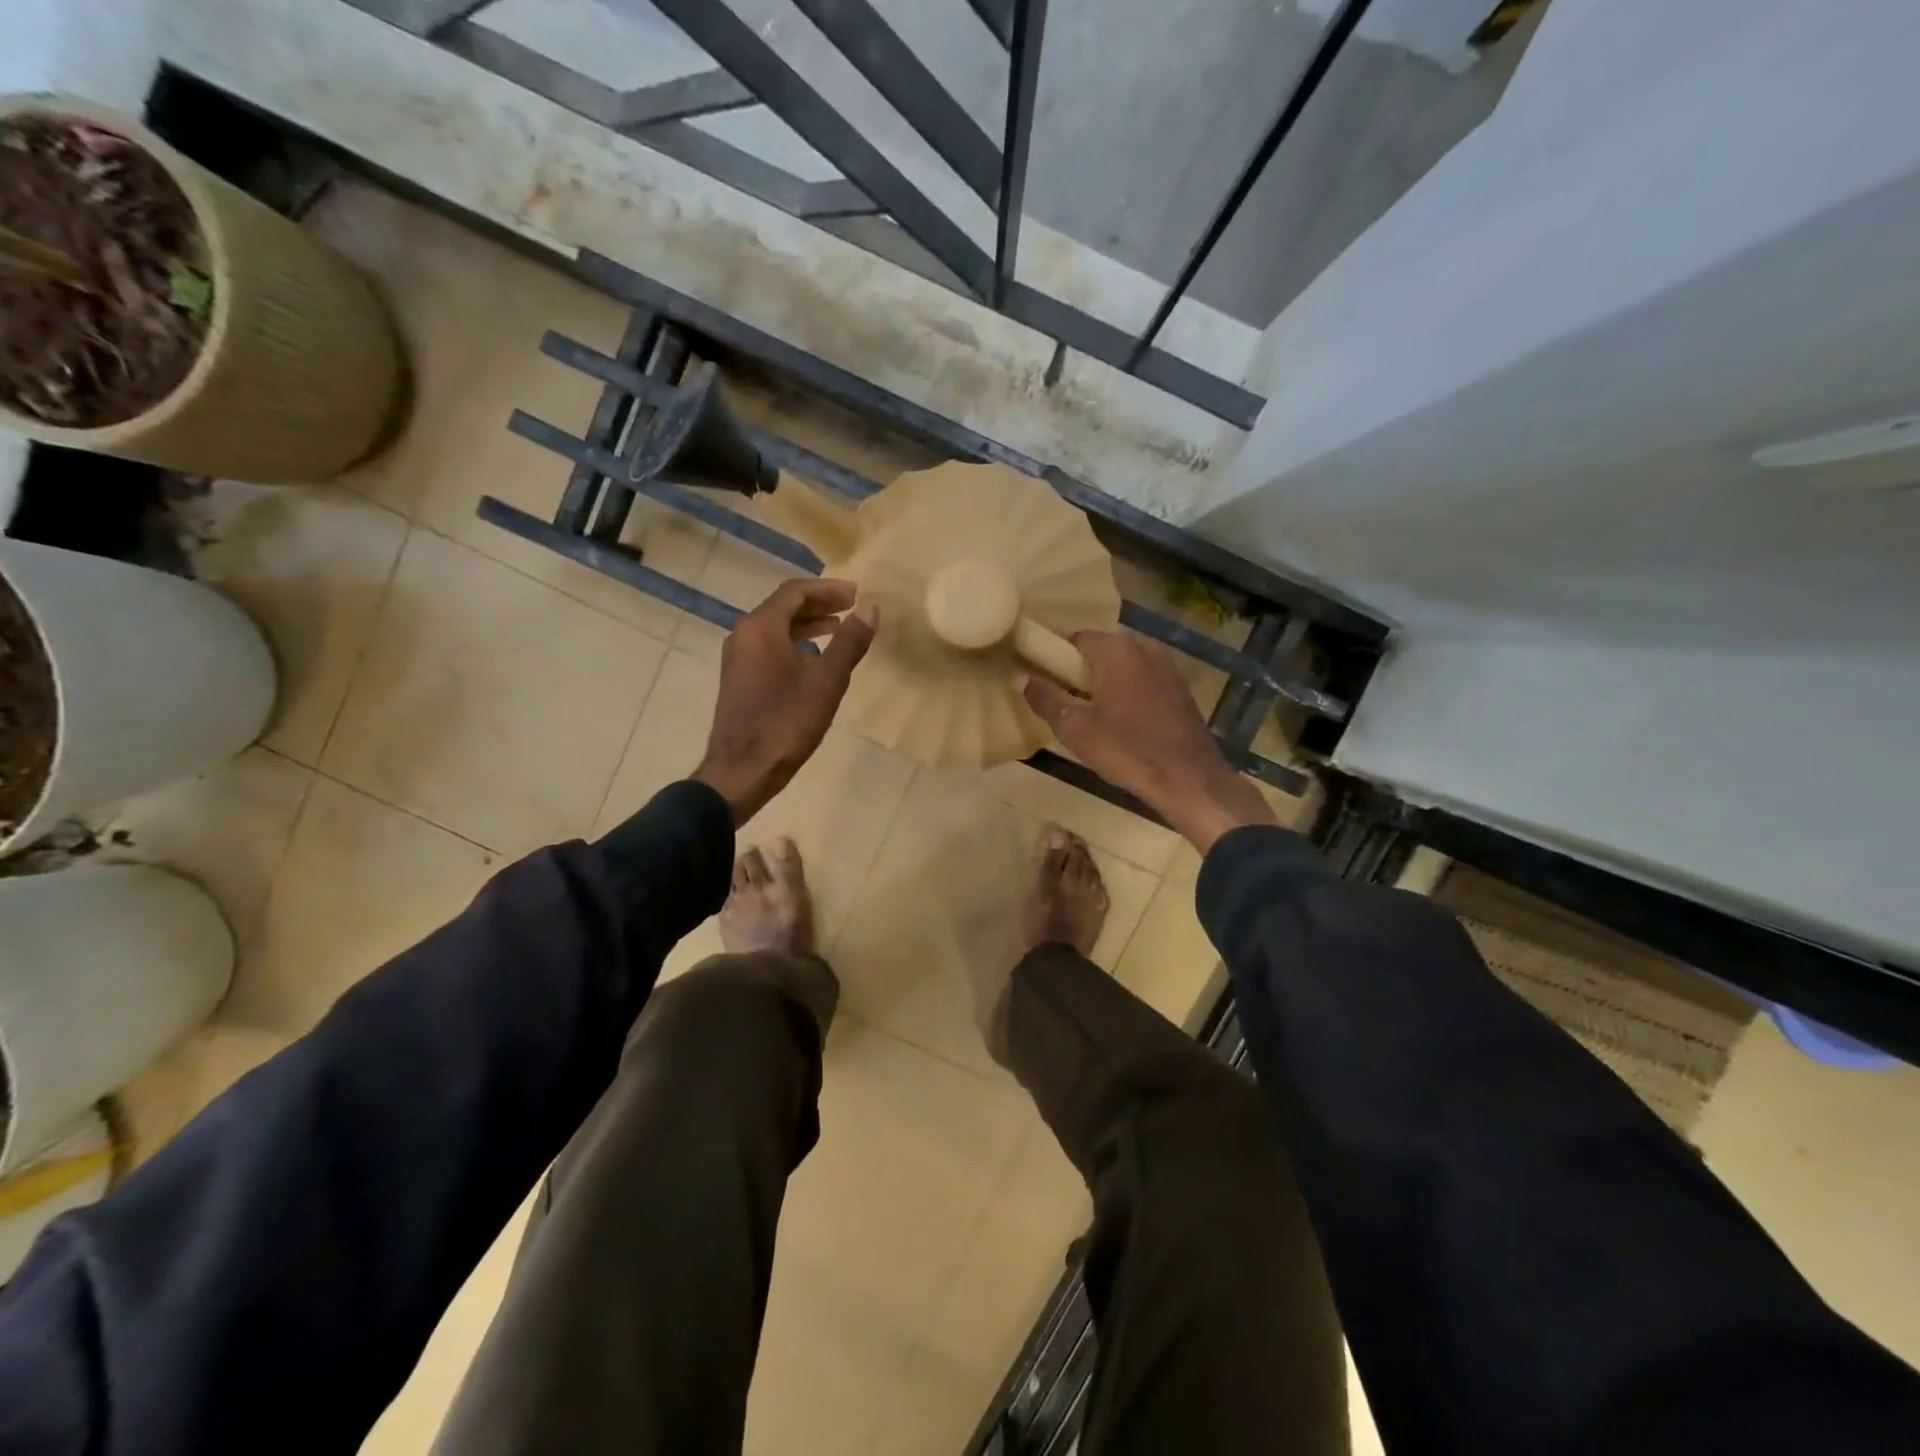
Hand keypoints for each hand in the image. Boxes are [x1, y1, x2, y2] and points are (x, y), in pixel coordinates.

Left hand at [694, 578, 876, 823]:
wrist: (743, 770)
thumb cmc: (785, 723)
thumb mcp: (826, 682)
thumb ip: (849, 643)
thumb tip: (870, 608)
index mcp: (760, 628)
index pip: (796, 592)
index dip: (829, 589)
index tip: (858, 594)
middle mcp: (744, 635)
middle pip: (784, 607)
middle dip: (820, 604)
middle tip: (853, 608)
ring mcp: (739, 658)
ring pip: (777, 628)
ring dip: (809, 624)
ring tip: (840, 629)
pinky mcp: (741, 679)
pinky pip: (770, 647)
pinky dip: (796, 643)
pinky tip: (816, 660)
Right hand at [1022, 631, 1275, 853]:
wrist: (1189, 780)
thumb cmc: (1127, 750)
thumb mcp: (1076, 729)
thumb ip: (1046, 699)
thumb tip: (1023, 678)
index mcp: (1117, 650)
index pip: (1075, 638)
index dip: (1056, 657)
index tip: (1044, 679)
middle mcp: (1144, 648)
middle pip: (1101, 651)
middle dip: (1080, 671)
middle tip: (1064, 702)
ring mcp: (1168, 668)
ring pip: (1124, 668)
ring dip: (1105, 683)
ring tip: (1091, 715)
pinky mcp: (1181, 690)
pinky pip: (1144, 682)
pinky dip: (1128, 694)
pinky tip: (1122, 723)